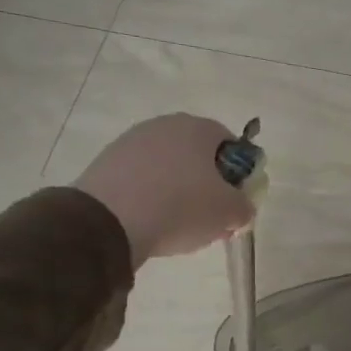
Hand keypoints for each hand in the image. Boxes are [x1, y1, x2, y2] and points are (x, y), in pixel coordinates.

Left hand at [71, 115, 256, 263]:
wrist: (108, 222)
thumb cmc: (182, 207)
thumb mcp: (230, 212)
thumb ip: (244, 207)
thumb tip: (240, 208)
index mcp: (198, 128)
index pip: (230, 144)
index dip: (238, 173)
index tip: (235, 200)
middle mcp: (164, 126)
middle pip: (197, 155)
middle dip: (208, 183)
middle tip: (210, 216)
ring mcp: (131, 142)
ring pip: (168, 167)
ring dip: (178, 191)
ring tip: (178, 224)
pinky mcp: (106, 163)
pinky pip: (141, 179)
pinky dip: (150, 196)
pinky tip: (151, 221)